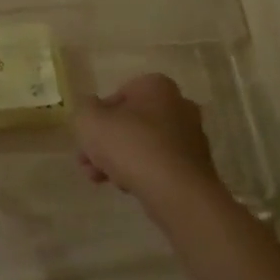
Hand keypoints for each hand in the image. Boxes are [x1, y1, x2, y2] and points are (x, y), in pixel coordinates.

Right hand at [73, 74, 218, 205]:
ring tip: (98, 179)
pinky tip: (125, 187)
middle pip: (130, 122)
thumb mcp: (89, 121)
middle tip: (86, 161)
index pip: (118, 95)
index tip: (86, 136)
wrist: (177, 193)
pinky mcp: (194, 166)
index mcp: (156, 86)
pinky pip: (159, 164)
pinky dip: (141, 172)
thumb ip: (84, 110)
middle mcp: (178, 105)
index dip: (97, 116)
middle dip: (105, 142)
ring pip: (142, 145)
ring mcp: (190, 137)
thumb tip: (92, 110)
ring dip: (118, 159)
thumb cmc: (131, 146)